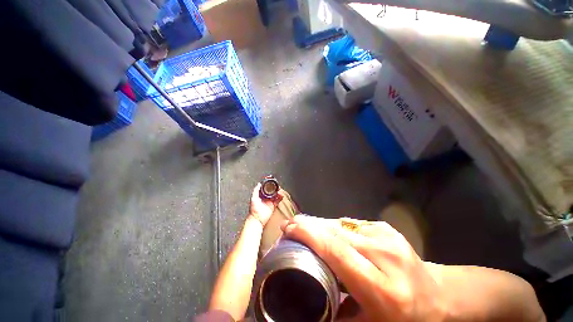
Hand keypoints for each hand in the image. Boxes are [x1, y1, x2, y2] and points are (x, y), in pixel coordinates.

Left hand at [249, 183, 282, 226]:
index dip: (269, 185)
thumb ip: (256, 191)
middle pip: (272, 191)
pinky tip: (281, 196)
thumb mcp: (253, 198)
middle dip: (275, 189)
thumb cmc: (254, 210)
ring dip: (278, 193)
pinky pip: (277, 201)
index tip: (272, 183)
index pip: (266, 188)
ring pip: (275, 195)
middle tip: (278, 187)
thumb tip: (258, 184)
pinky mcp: (273, 206)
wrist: (257, 219)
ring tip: (280, 191)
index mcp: (261, 195)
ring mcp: (269, 202)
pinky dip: (280, 198)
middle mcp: (265, 198)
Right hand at [281, 215, 445, 321]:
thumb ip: (338, 314)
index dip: (309, 236)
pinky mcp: (383, 226)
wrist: (438, 296)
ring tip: (302, 226)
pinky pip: (349, 224)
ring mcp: (385, 234)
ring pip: (340, 224)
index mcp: (382, 287)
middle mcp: (384, 253)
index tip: (289, 228)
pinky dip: (333, 226)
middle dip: (309, 226)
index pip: (337, 251)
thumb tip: (309, 301)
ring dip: (319, 225)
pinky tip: (325, 230)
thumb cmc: (405, 318)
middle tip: (289, 225)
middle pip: (336, 232)